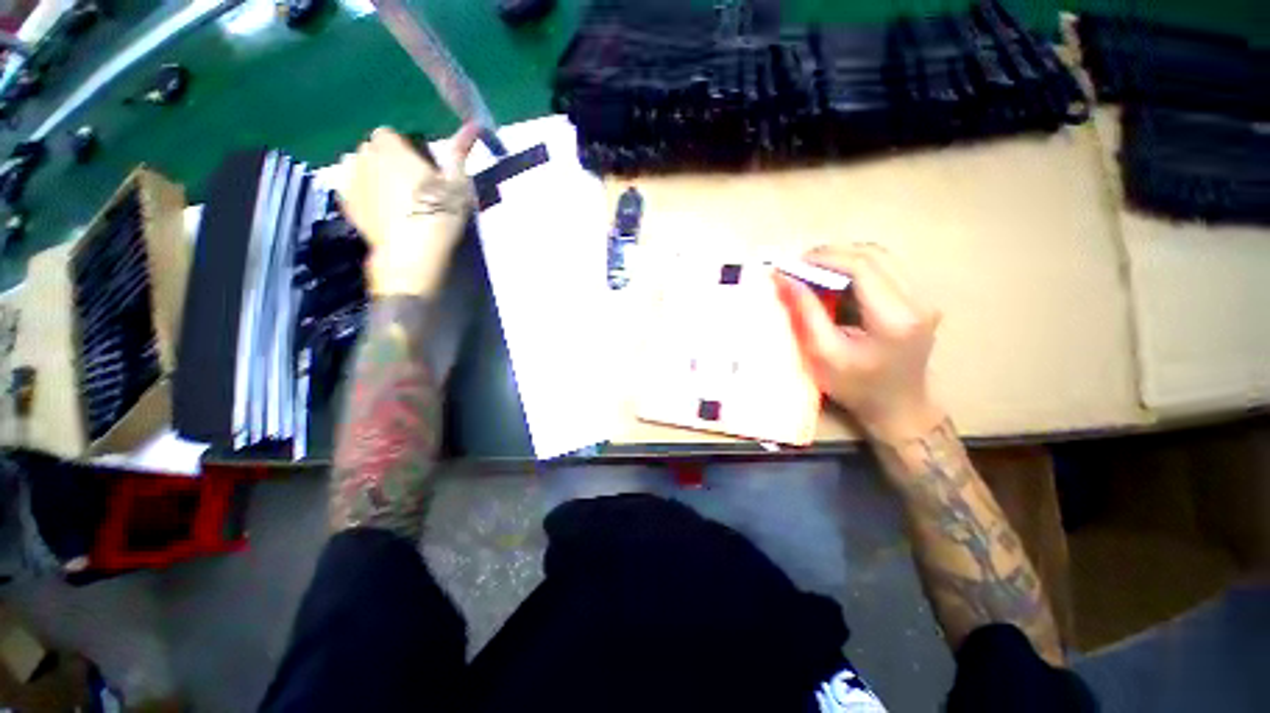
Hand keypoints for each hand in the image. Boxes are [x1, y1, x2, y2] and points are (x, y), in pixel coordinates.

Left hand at [337, 123, 479, 296]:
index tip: (419, 167)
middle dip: (386, 159)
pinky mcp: (346, 205)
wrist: (412, 251)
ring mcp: (350, 181)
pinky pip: (349, 189)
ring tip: (390, 196)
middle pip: (372, 150)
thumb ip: (461, 152)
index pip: (389, 134)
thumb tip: (474, 124)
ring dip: (370, 174)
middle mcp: (364, 157)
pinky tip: (377, 209)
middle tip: (409, 184)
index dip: (403, 148)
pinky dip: (360, 193)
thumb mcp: (458, 184)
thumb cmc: (439, 213)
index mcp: (391, 147)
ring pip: (357, 167)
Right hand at [775, 244, 945, 443]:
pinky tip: (835, 282)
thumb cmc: (856, 388)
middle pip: (874, 254)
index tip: (793, 264)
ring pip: (881, 258)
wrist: (898, 408)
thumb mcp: (823, 353)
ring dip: (843, 259)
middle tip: (799, 266)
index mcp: (894, 318)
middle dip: (832, 254)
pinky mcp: (918, 300)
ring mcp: (923, 298)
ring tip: (813, 272)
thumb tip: (785, 278)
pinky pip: (885, 269)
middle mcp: (917, 301)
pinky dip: (855, 269)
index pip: (862, 266)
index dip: (825, 258)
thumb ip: (806, 311)